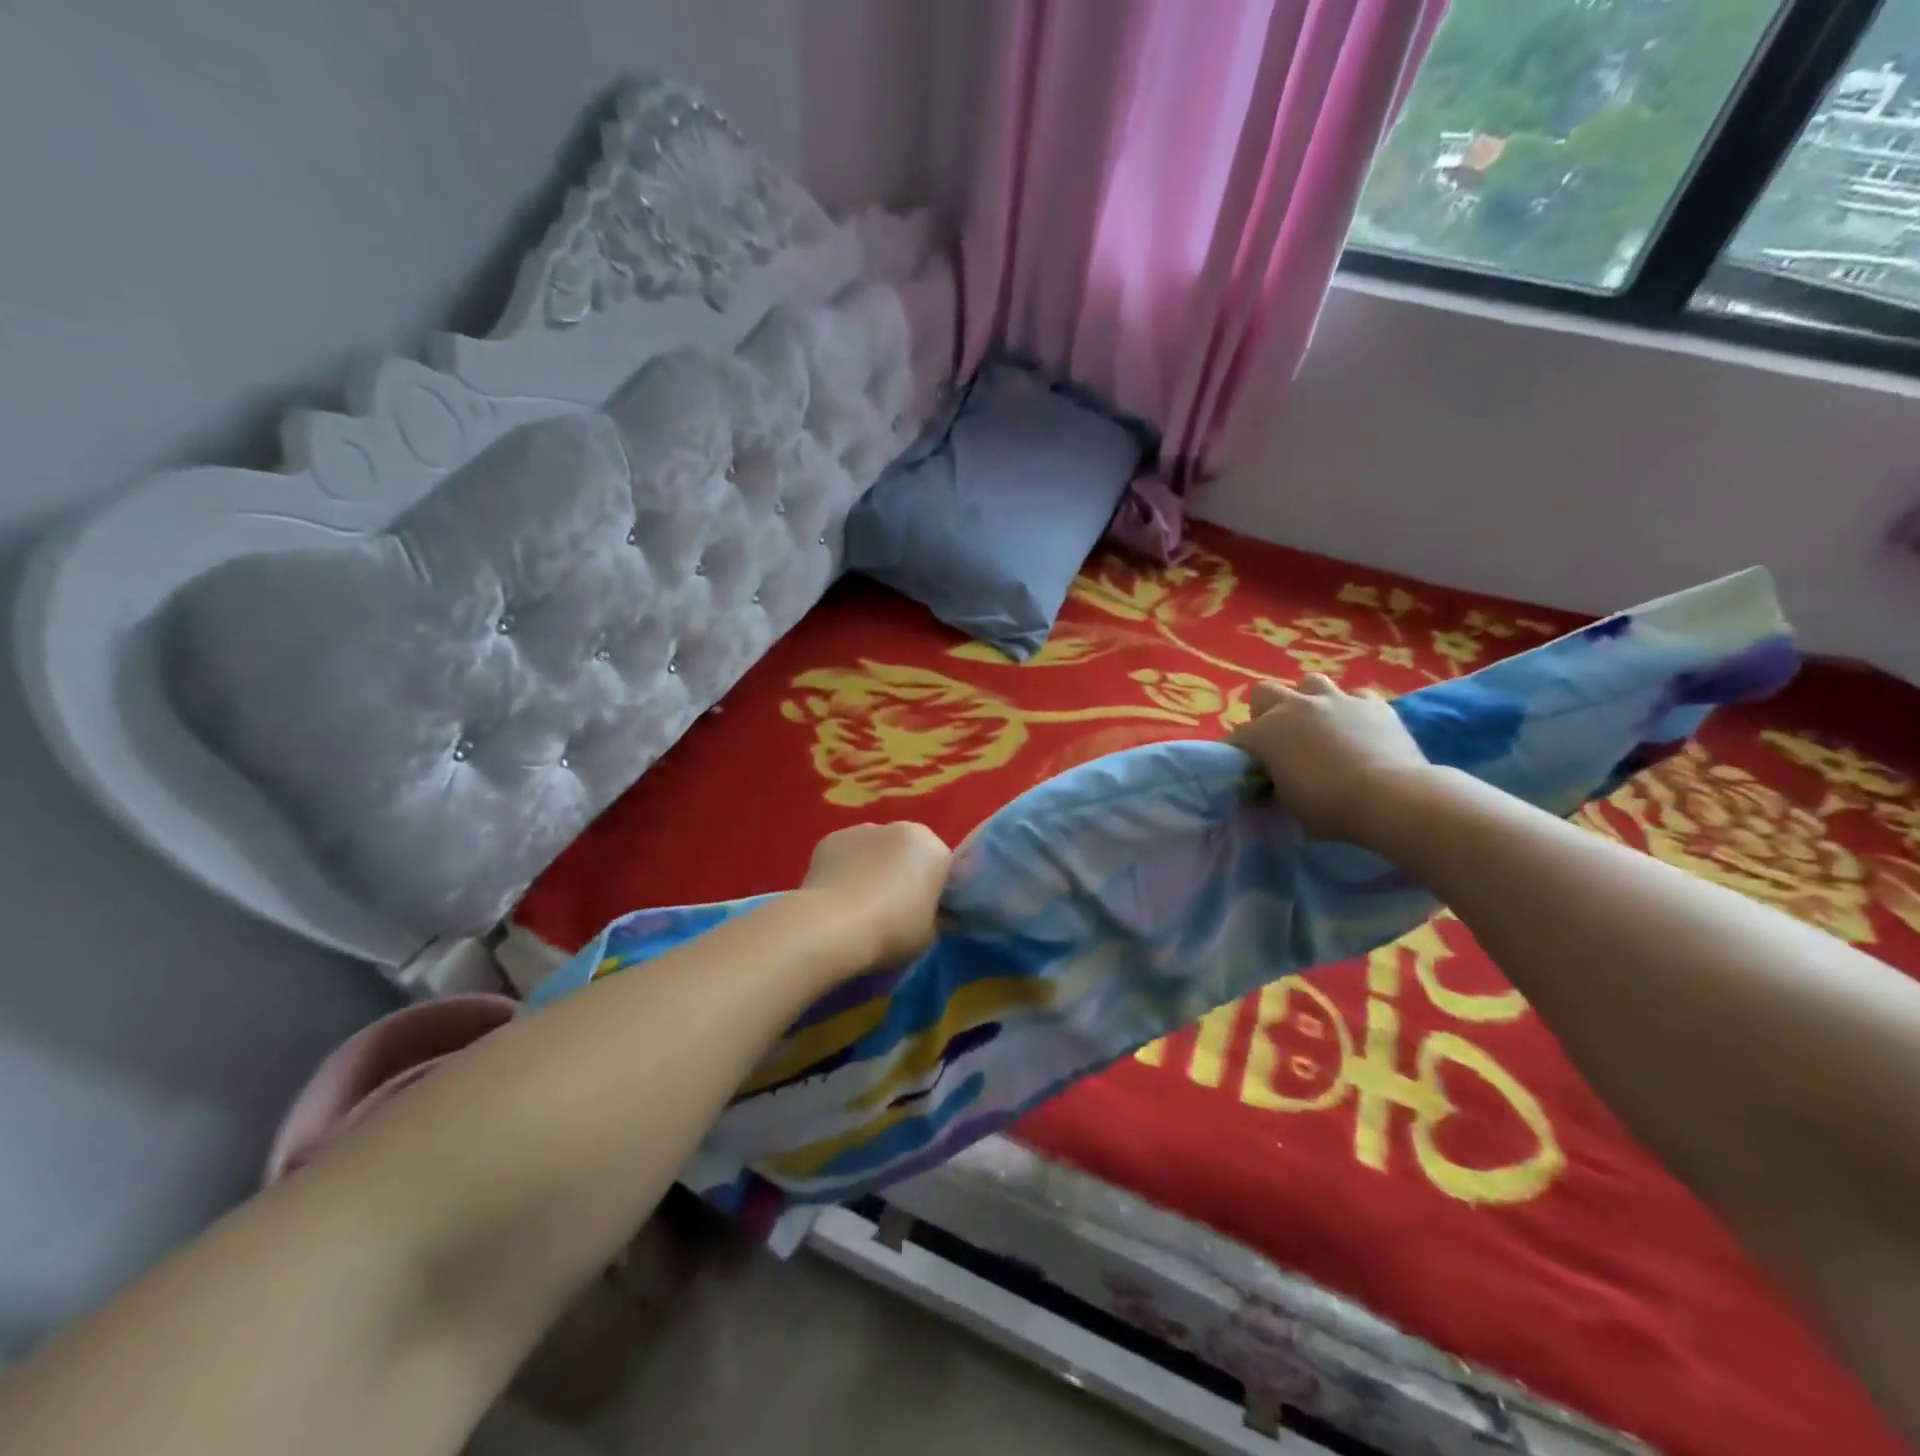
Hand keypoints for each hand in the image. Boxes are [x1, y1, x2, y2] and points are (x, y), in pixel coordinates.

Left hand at [800, 822, 951, 972]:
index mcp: (932, 848)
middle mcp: (900, 828)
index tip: (924, 914)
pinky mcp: (830, 838)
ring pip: (875, 849)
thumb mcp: (929, 935)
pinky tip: (836, 897)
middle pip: (907, 851)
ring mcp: (862, 829)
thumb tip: (939, 916)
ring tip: (859, 904)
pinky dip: (844, 869)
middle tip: (892, 909)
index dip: (934, 891)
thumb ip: (937, 918)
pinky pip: (846, 854)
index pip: (941, 867)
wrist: (832, 926)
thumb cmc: (892, 930)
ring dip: (872, 867)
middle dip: (902, 872)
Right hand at [1228, 674, 1436, 845]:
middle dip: (1265, 712)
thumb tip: (1269, 787)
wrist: (1392, 797)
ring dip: (1307, 699)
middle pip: (1264, 693)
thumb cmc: (1329, 807)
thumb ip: (1273, 789)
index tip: (1248, 770)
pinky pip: (1356, 697)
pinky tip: (1357, 727)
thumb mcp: (1288, 806)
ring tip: (1316, 723)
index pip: (1239, 737)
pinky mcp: (1373, 704)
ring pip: (1310, 682)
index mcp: (1266, 732)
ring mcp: (1336, 700)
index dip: (1240, 752)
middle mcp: (1295, 707)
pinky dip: (1352, 709)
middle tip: (1276, 738)